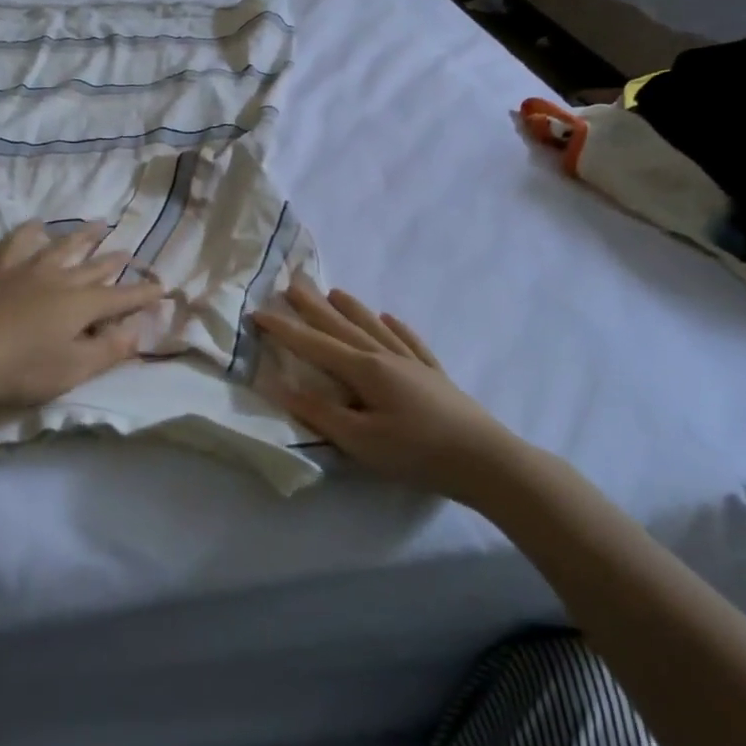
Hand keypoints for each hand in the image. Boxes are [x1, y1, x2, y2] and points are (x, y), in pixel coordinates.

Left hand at [0, 221, 165, 405]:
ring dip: (83, 236)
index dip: (143, 294)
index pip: (121, 298)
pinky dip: (30, 232)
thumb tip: (137, 330)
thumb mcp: (73, 370)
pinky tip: (36, 225)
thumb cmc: (22, 368)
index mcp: (82, 305)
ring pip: (63, 246)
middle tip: (129, 252)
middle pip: (94, 267)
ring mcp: (29, 270)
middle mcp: (61, 279)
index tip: (162, 286)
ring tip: (99, 225)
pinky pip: (18, 243)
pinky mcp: (0, 270)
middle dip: (115, 261)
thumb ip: (108, 350)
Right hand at [253, 285, 531, 499]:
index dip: (285, 329)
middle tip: (292, 284)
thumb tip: (281, 387)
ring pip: (375, 328)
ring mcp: (413, 364)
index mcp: (365, 370)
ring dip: (351, 309)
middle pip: (343, 327)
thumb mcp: (361, 440)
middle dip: (314, 307)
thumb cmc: (417, 453)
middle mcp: (386, 357)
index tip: (258, 311)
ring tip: (334, 291)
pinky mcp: (435, 376)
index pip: (315, 345)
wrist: (487, 461)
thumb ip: (320, 412)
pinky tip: (390, 319)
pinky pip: (410, 342)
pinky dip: (396, 328)